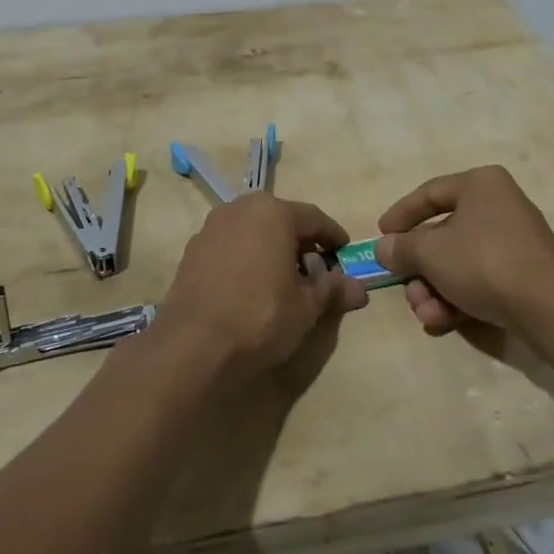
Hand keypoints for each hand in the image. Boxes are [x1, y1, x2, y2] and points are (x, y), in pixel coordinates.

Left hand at [159, 194, 363, 379]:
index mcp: (273, 212)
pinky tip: (251, 287)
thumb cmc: (260, 316)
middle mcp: (240, 209)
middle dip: (301, 243)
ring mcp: (212, 227)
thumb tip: (360, 288)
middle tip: (317, 270)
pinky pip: (231, 246)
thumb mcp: (306, 307)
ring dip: (272, 249)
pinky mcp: (193, 250)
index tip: (345, 254)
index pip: (314, 218)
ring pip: (253, 231)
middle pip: (281, 220)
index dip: (333, 237)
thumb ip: (333, 290)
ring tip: (284, 281)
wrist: (193, 344)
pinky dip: (247, 259)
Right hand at [373, 165, 553, 335]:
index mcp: (481, 184)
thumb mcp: (430, 252)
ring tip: (428, 315)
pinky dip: (459, 297)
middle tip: (407, 290)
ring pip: (459, 262)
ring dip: (435, 290)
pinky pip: (481, 279)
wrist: (547, 307)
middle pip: (443, 235)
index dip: (401, 215)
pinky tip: (445, 321)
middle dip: (420, 269)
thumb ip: (402, 248)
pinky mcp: (525, 274)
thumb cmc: (483, 262)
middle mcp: (500, 205)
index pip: (430, 193)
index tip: (382, 237)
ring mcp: (516, 241)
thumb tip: (385, 248)